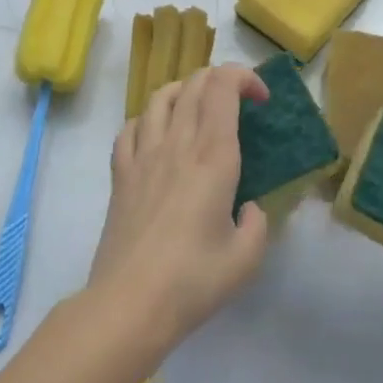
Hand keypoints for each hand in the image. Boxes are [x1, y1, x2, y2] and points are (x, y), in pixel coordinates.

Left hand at [86, 64, 270, 355]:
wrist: (129, 305)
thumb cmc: (193, 281)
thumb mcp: (246, 259)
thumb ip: (258, 224)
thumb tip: (249, 208)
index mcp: (213, 156)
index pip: (224, 86)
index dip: (245, 78)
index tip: (261, 99)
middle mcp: (178, 143)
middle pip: (195, 82)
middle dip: (221, 79)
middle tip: (237, 104)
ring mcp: (144, 155)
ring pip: (161, 96)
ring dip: (185, 90)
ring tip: (197, 108)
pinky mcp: (120, 174)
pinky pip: (130, 127)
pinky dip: (148, 119)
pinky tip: (157, 136)